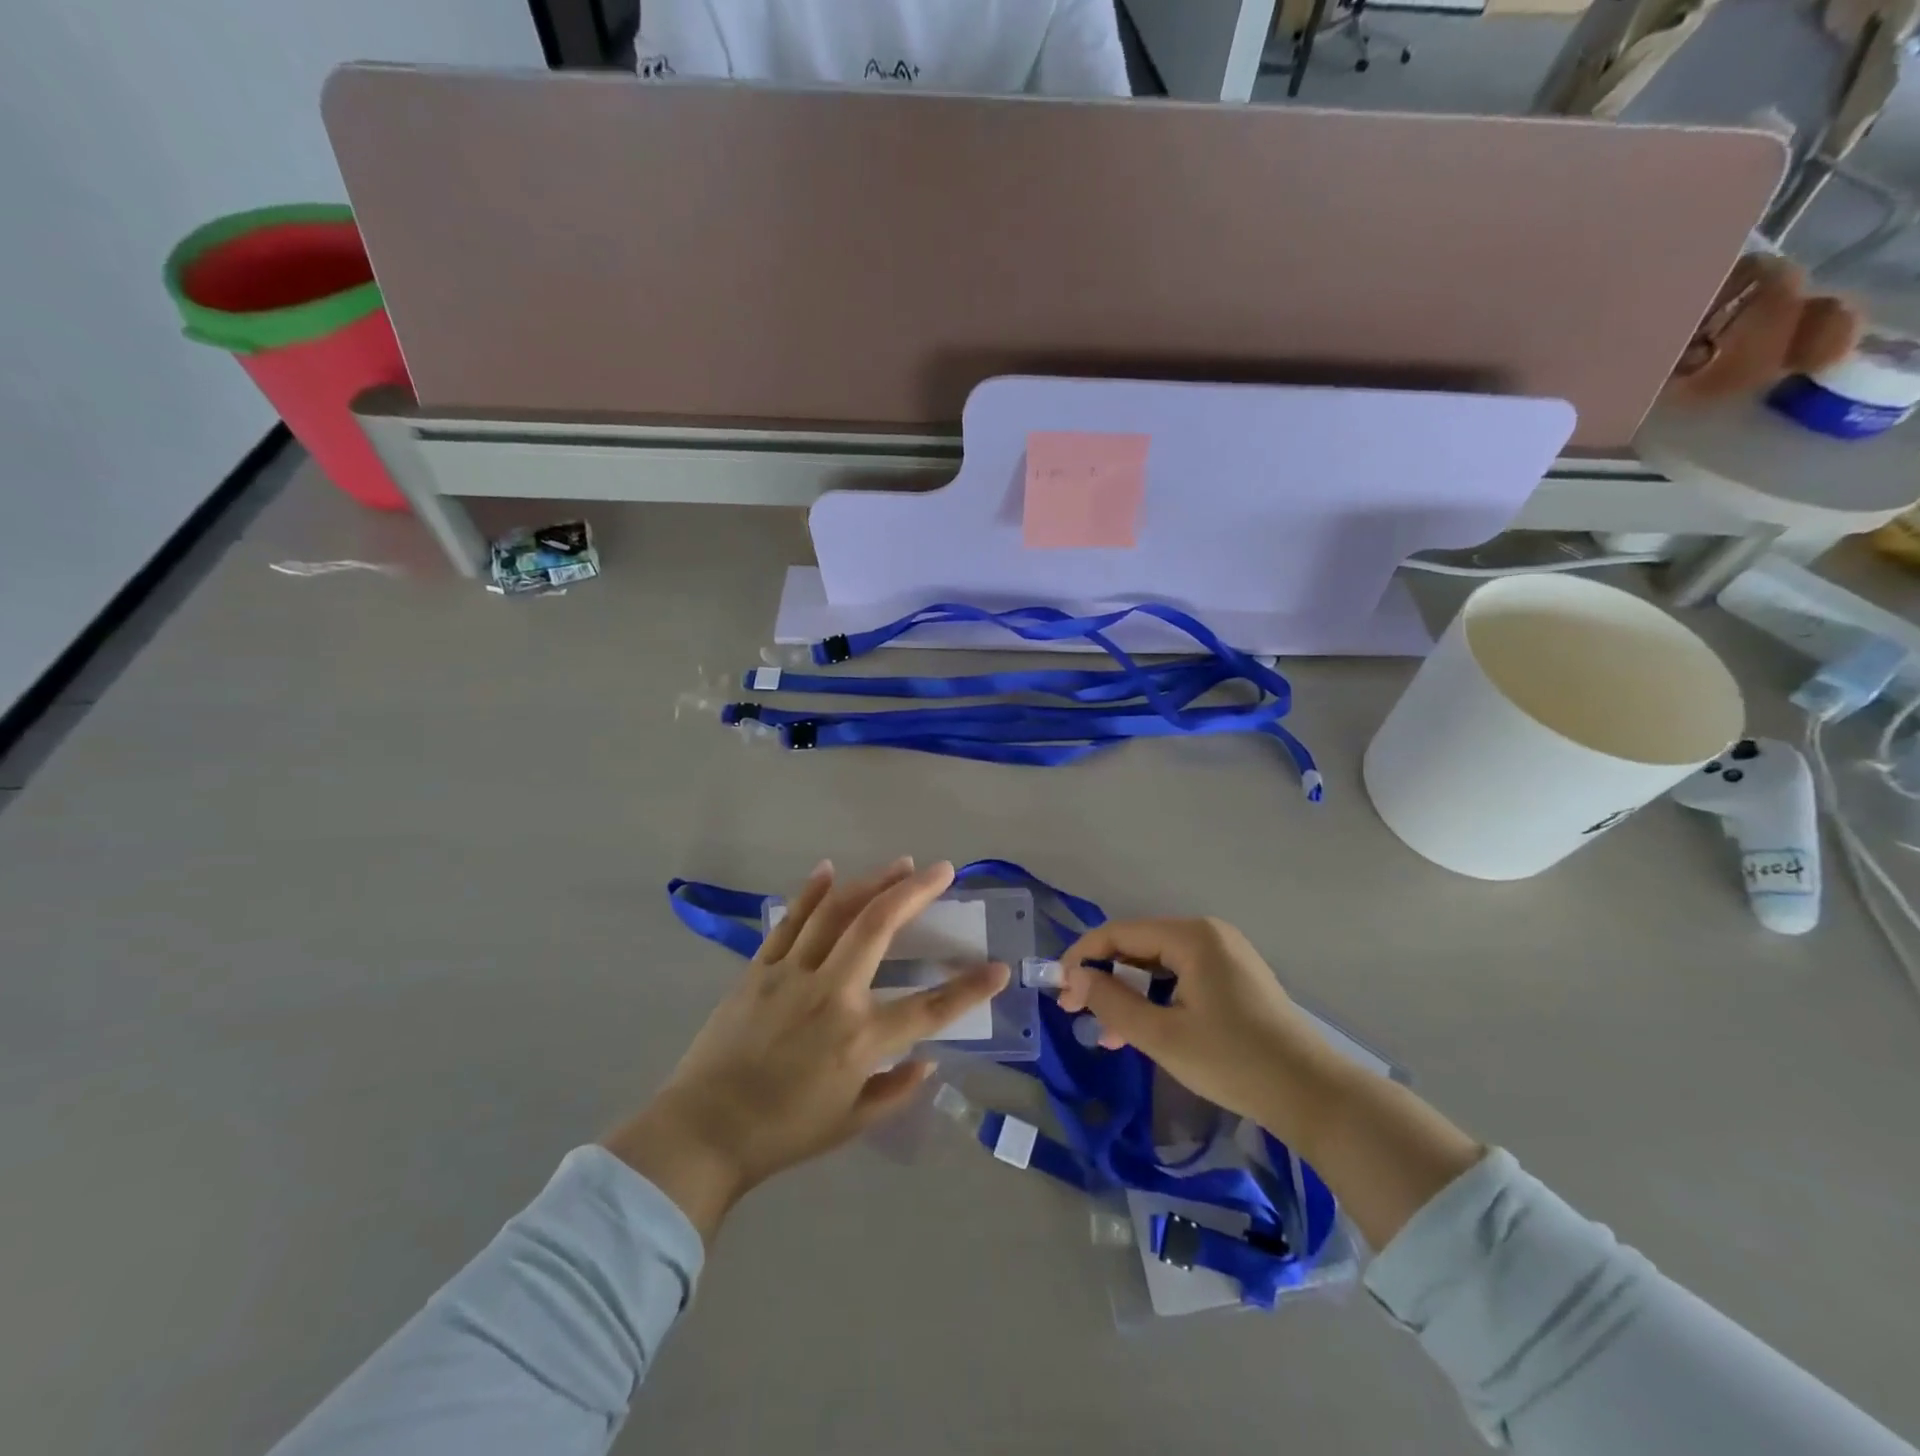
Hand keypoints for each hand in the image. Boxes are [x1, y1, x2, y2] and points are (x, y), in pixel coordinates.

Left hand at [604, 858, 1009, 1240]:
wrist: (703, 1132)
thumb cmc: (783, 1133)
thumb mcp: (851, 1123)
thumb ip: (896, 1090)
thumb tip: (928, 1060)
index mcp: (859, 1040)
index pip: (929, 1009)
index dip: (970, 988)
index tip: (999, 968)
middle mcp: (831, 995)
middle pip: (878, 928)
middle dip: (915, 893)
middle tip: (942, 870)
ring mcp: (791, 975)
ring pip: (837, 913)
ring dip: (872, 882)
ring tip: (901, 864)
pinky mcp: (759, 969)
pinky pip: (790, 921)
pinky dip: (811, 893)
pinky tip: (828, 869)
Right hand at [1058, 917, 1483, 1247]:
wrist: (1314, 1095)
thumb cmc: (1233, 1061)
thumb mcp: (1161, 1036)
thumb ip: (1111, 1002)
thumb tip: (1075, 977)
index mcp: (1192, 936)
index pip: (1119, 933)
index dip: (1083, 958)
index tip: (1059, 991)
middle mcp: (1208, 934)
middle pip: (1138, 947)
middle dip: (1105, 979)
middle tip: (1077, 1014)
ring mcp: (1225, 955)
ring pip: (1158, 966)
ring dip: (1129, 994)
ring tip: (1108, 1034)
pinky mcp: (1235, 979)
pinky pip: (1181, 978)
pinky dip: (1156, 1000)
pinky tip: (1143, 1030)